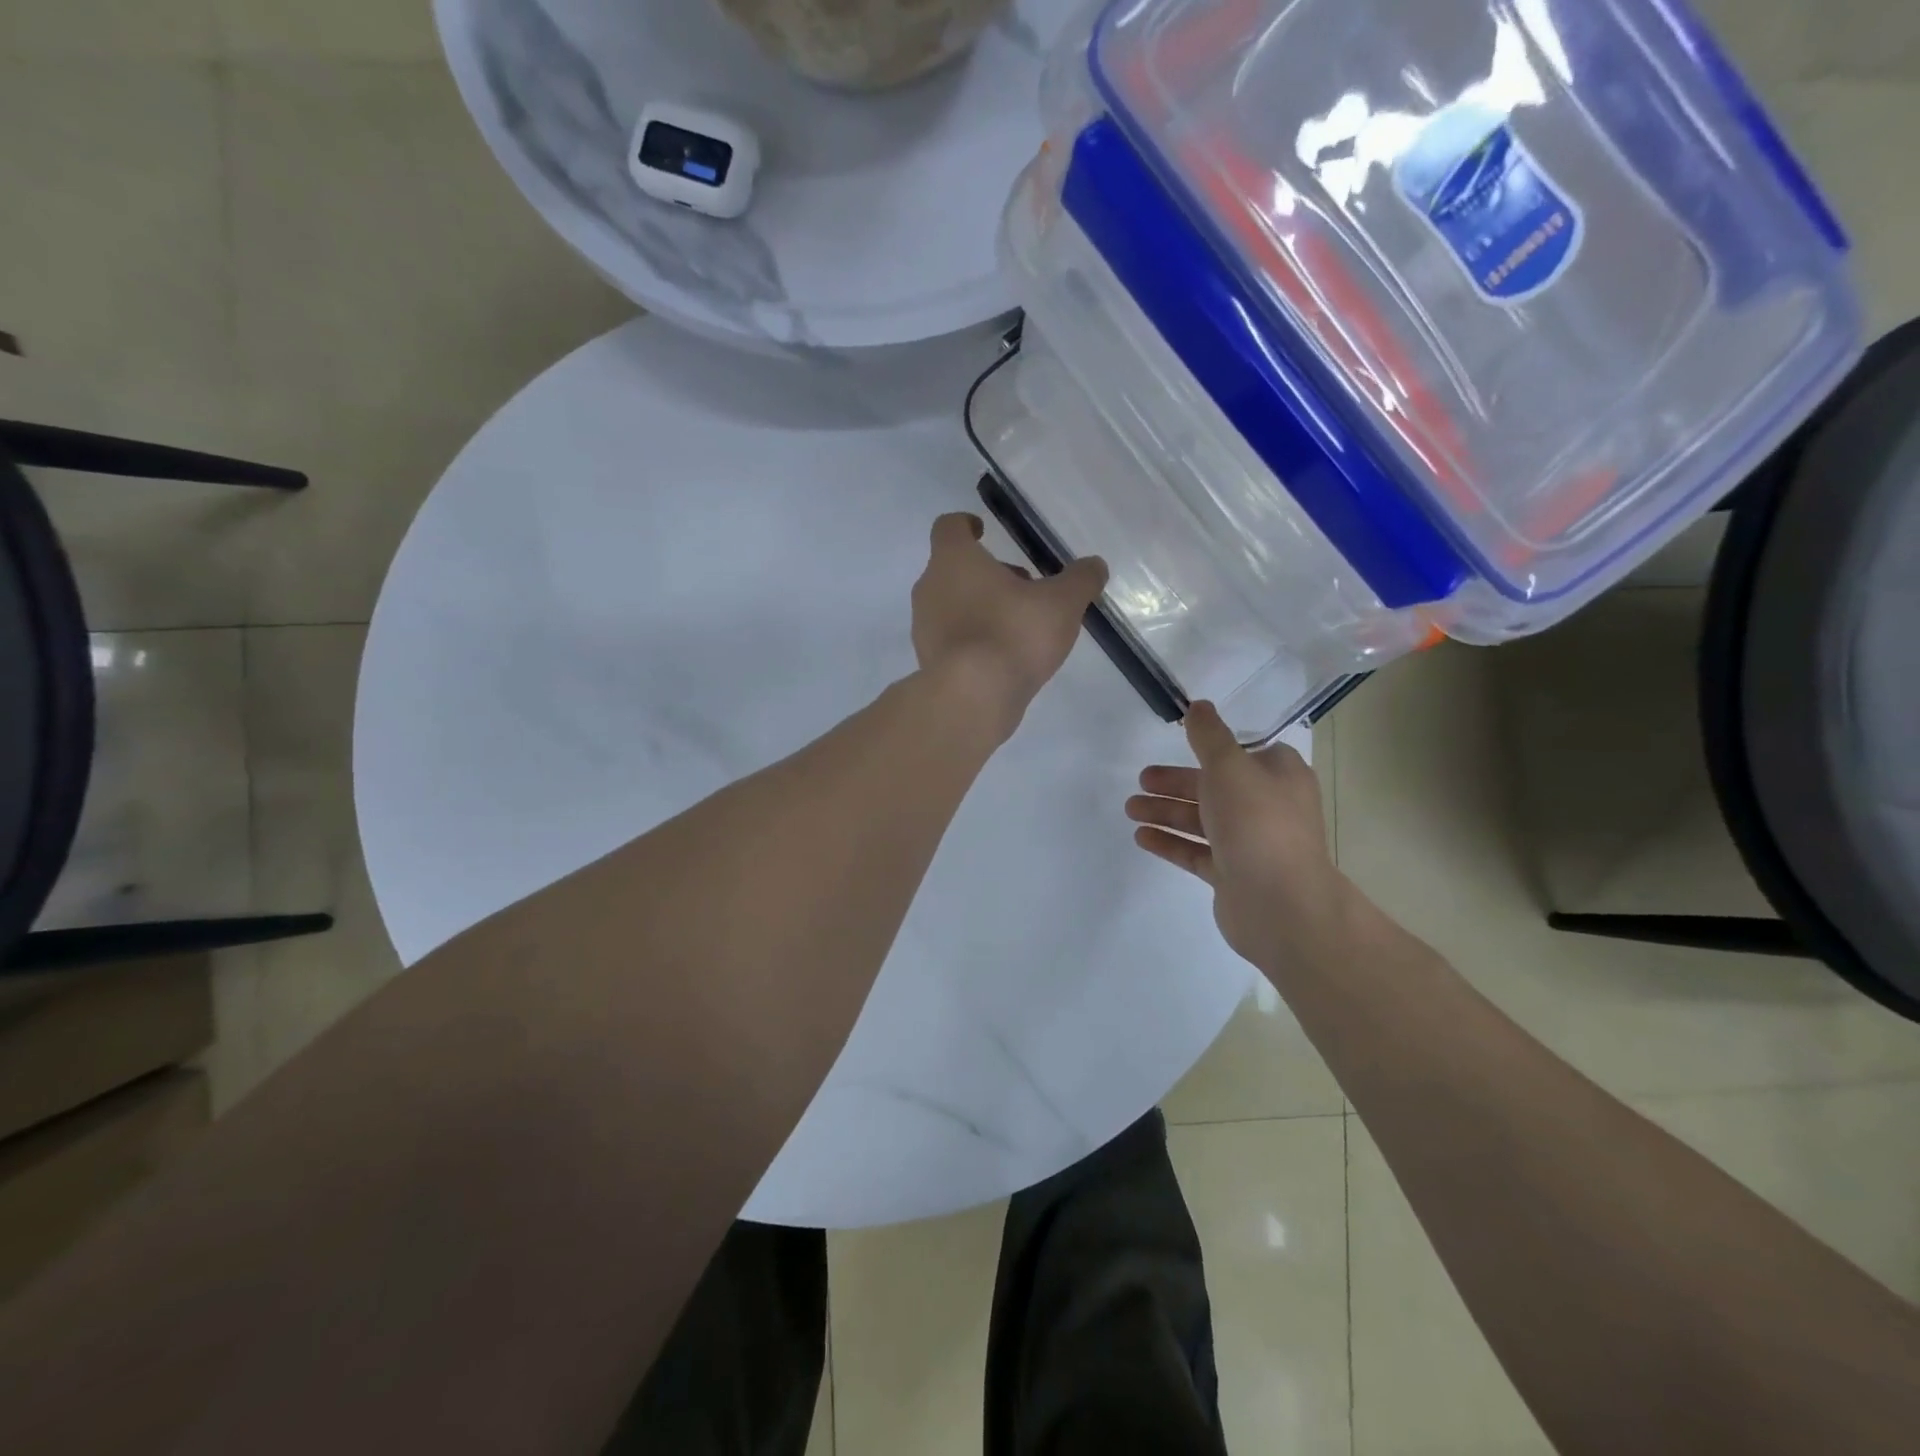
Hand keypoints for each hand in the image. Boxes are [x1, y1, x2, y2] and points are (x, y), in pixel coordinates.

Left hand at [911, 512, 1107, 739]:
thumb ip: (1080, 580)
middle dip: (986, 573)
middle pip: (953, 569)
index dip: (965, 524)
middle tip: (1022, 585)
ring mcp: (923, 628)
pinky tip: (1002, 657)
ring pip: (951, 605)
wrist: (972, 698)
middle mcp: (929, 588)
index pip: (949, 527)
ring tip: (1018, 625)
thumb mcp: (1062, 603)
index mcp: (953, 560)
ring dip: (980, 606)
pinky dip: (973, 639)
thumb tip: (1095, 566)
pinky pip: (951, 639)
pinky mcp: (928, 661)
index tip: (982, 530)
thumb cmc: (1013, 634)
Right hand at [1125, 701, 1354, 972]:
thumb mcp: (1228, 766)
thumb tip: (1199, 706)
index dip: (1212, 748)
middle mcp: (1268, 807)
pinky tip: (1141, 836)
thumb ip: (1209, 736)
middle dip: (1176, 782)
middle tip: (1141, 779)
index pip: (1245, 754)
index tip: (1181, 744)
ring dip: (1166, 811)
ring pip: (1202, 820)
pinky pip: (1196, 852)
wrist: (1279, 903)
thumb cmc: (1256, 822)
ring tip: (1130, 808)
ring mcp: (1251, 843)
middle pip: (1215, 787)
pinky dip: (1170, 842)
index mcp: (1279, 776)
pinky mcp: (1233, 874)